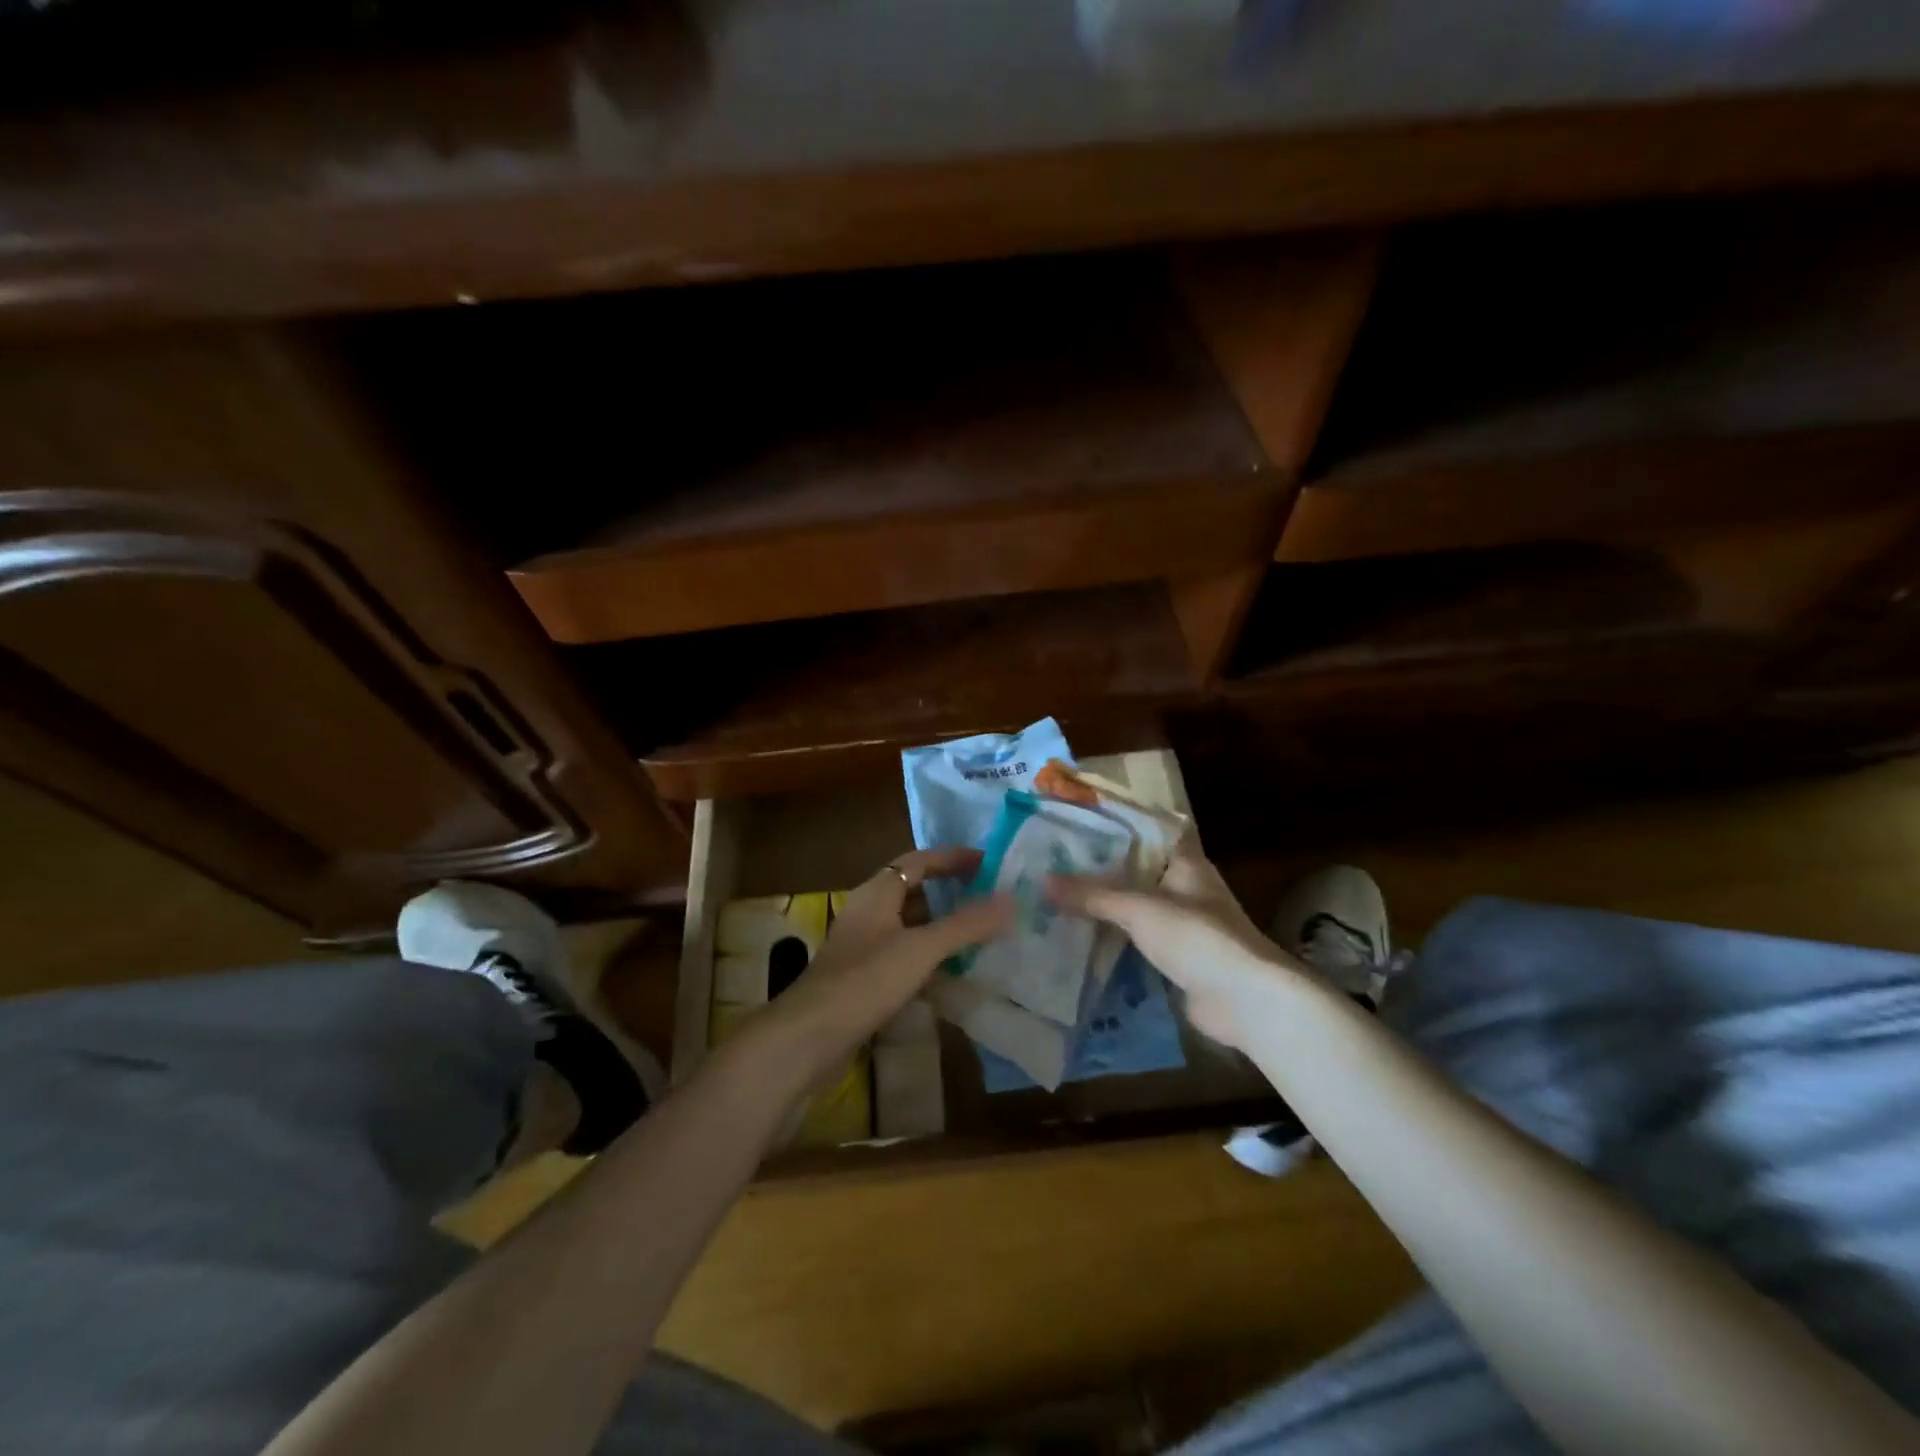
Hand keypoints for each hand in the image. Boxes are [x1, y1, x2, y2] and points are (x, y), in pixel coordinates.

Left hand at [749, 848, 1011, 1086]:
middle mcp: (868, 912)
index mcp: (877, 893)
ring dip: (940, 926)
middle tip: (987, 899)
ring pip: (908, 925)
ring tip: (978, 935)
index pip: (918, 861)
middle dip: (949, 892)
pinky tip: (949, 974)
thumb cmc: (865, 981)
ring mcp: (862, 946)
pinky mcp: (862, 977)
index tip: (987, 863)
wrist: (809, 1037)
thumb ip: (965, 925)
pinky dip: (928, 957)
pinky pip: (903, 955)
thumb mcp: (921, 949)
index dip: (952, 858)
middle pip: (912, 890)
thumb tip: (1009, 899)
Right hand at [1047, 836, 1302, 1054]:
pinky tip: (1077, 941)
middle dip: (1099, 870)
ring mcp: (1182, 926)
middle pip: (1136, 871)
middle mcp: (1185, 888)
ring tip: (1056, 901)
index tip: (1079, 821)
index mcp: (1185, 862)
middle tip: (1054, 864)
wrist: (1245, 1001)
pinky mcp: (1177, 960)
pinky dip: (1112, 942)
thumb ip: (1093, 895)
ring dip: (1104, 909)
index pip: (1149, 830)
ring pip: (1134, 908)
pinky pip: (1136, 943)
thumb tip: (1044, 881)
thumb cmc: (1197, 937)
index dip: (1117, 823)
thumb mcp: (1139, 908)